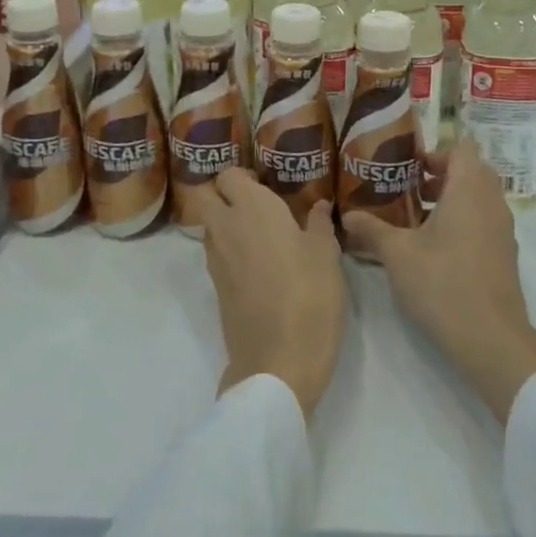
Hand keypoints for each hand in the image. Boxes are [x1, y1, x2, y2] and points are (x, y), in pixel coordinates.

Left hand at [199, 168, 347, 420]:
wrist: (278, 361)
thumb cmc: (309, 296)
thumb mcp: (326, 255)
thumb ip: (320, 224)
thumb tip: (319, 205)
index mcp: (253, 209)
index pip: (229, 175)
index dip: (244, 176)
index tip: (266, 183)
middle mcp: (226, 227)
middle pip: (208, 196)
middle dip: (226, 195)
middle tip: (259, 206)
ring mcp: (216, 260)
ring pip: (211, 226)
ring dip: (228, 223)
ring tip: (263, 234)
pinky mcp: (216, 288)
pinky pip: (217, 254)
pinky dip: (231, 250)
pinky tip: (261, 264)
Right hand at [342, 137, 535, 422]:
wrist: (490, 337)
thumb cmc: (442, 284)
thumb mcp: (397, 254)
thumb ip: (372, 229)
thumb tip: (347, 216)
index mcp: (469, 190)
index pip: (463, 149)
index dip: (437, 152)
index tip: (410, 168)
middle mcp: (492, 202)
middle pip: (472, 171)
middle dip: (442, 175)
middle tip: (410, 191)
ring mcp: (503, 229)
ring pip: (480, 198)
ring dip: (453, 199)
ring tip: (417, 220)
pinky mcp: (505, 254)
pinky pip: (485, 221)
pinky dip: (464, 221)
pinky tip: (436, 248)